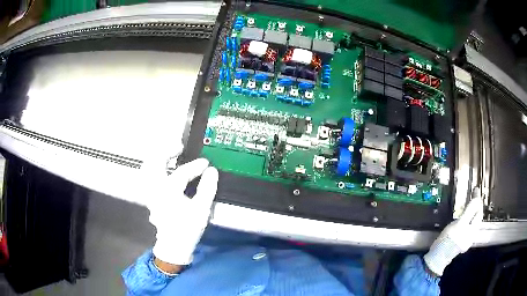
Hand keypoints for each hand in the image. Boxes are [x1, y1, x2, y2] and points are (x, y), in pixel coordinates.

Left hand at [145, 157, 218, 266]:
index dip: (195, 166)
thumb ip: (207, 189)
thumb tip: (212, 171)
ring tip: (169, 156)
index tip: (206, 163)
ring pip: (148, 169)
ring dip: (158, 159)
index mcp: (168, 191)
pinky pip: (148, 178)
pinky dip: (154, 170)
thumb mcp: (201, 210)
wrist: (173, 246)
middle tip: (178, 148)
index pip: (182, 172)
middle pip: (155, 163)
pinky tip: (162, 171)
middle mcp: (156, 189)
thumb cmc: (187, 229)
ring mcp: (150, 194)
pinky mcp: (150, 198)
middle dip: (166, 152)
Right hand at [424, 188, 483, 275]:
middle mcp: (472, 234)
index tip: (476, 189)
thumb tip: (477, 199)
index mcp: (472, 229)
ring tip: (473, 205)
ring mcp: (468, 240)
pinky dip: (470, 220)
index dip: (477, 199)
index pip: (478, 210)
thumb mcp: (459, 223)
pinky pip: (470, 228)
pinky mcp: (463, 243)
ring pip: (474, 222)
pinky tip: (467, 220)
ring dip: (475, 213)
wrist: (438, 257)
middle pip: (478, 217)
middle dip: (478, 206)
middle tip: (475, 196)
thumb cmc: (448, 240)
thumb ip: (469, 211)